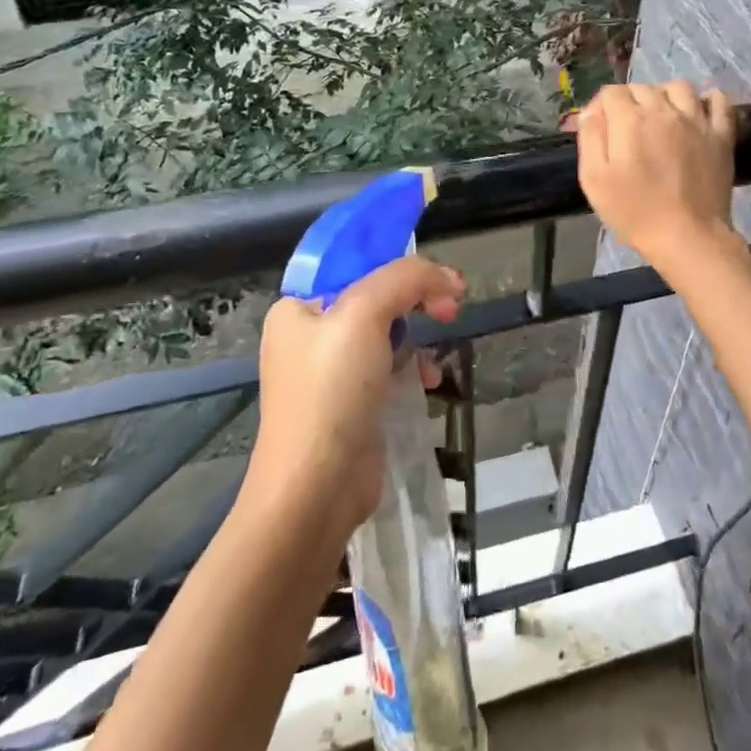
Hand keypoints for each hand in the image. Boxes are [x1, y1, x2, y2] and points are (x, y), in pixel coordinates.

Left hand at [252, 257, 464, 541]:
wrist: (316, 489)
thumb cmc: (332, 392)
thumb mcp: (363, 315)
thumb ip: (404, 279)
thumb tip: (446, 279)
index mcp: (297, 308)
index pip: (353, 264)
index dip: (398, 262)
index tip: (438, 273)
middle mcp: (310, 336)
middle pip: (375, 297)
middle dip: (417, 296)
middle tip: (452, 303)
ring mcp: (330, 374)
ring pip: (387, 333)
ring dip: (419, 335)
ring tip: (443, 342)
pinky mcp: (352, 405)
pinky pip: (390, 369)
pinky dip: (414, 369)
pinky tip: (429, 381)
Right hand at [574, 81, 738, 272]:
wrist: (687, 235)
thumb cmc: (634, 211)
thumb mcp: (594, 179)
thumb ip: (590, 137)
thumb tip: (592, 110)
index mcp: (630, 120)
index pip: (611, 92)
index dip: (601, 107)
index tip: (600, 127)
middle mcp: (664, 110)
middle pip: (643, 87)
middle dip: (630, 101)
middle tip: (626, 130)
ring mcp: (697, 120)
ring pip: (678, 87)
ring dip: (664, 95)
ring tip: (660, 117)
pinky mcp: (721, 135)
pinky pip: (718, 101)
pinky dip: (707, 100)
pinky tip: (698, 112)